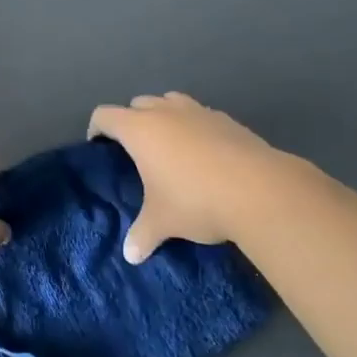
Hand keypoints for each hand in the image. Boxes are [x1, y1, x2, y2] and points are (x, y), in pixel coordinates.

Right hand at [88, 92, 333, 263]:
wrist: (259, 190)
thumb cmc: (195, 199)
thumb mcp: (162, 222)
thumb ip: (142, 234)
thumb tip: (130, 255)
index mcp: (139, 129)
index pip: (104, 115)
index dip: (96, 129)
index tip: (99, 147)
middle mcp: (164, 111)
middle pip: (137, 103)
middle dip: (132, 121)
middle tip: (136, 152)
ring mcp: (197, 111)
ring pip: (169, 101)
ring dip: (163, 116)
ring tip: (170, 147)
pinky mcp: (226, 119)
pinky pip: (199, 114)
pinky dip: (194, 126)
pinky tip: (205, 155)